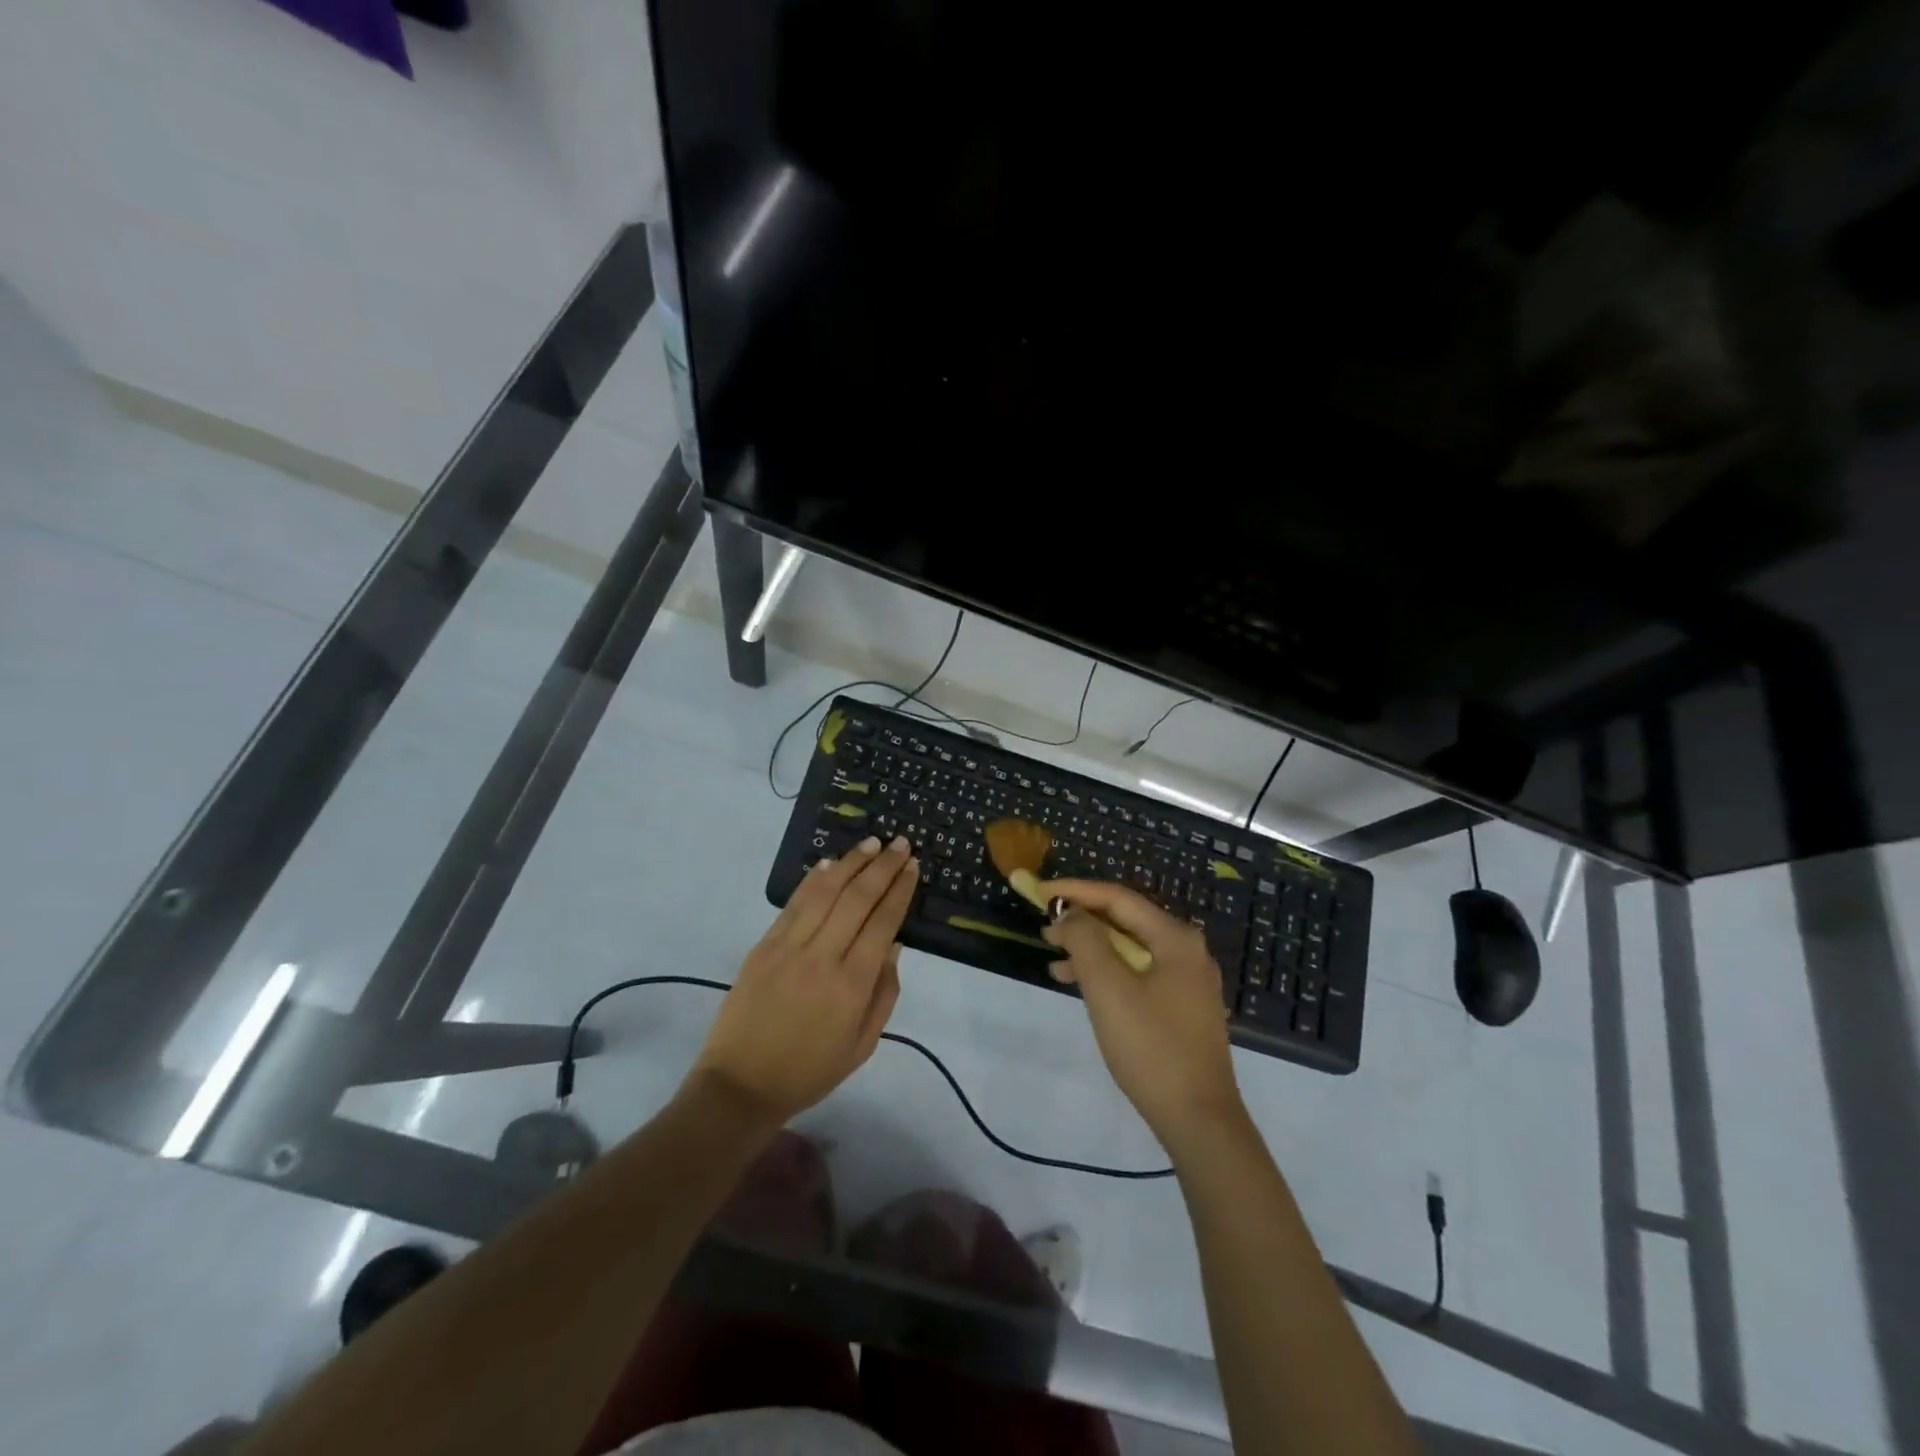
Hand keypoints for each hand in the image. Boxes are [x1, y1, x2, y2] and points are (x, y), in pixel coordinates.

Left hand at [691, 836, 914, 1124]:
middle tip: (901, 844)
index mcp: (852, 984)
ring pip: (826, 892)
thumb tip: (895, 945)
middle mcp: (823, 957)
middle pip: (858, 899)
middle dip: (883, 867)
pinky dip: (814, 879)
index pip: (883, 922)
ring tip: (872, 843)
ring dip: (851, 863)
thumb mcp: (863, 1044)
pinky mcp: (764, 946)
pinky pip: (794, 904)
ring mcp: (789, 947)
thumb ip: (884, 993)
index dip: (900, 890)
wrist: (741, 1085)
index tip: (913, 866)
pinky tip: (830, 863)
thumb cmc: (810, 1071)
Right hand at [1041, 879, 1243, 1147]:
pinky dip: (1107, 973)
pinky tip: (1081, 986)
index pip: (1118, 898)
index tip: (1039, 892)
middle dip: (1082, 920)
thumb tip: (1070, 914)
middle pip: (1126, 920)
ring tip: (1053, 959)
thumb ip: (1085, 940)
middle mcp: (1186, 951)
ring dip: (1091, 948)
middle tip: (1044, 927)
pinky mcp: (1182, 1008)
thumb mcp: (1108, 988)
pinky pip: (1138, 974)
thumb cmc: (1151, 1047)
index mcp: (1175, 938)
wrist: (1199, 1121)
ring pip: (1130, 949)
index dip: (1075, 891)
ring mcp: (1187, 981)